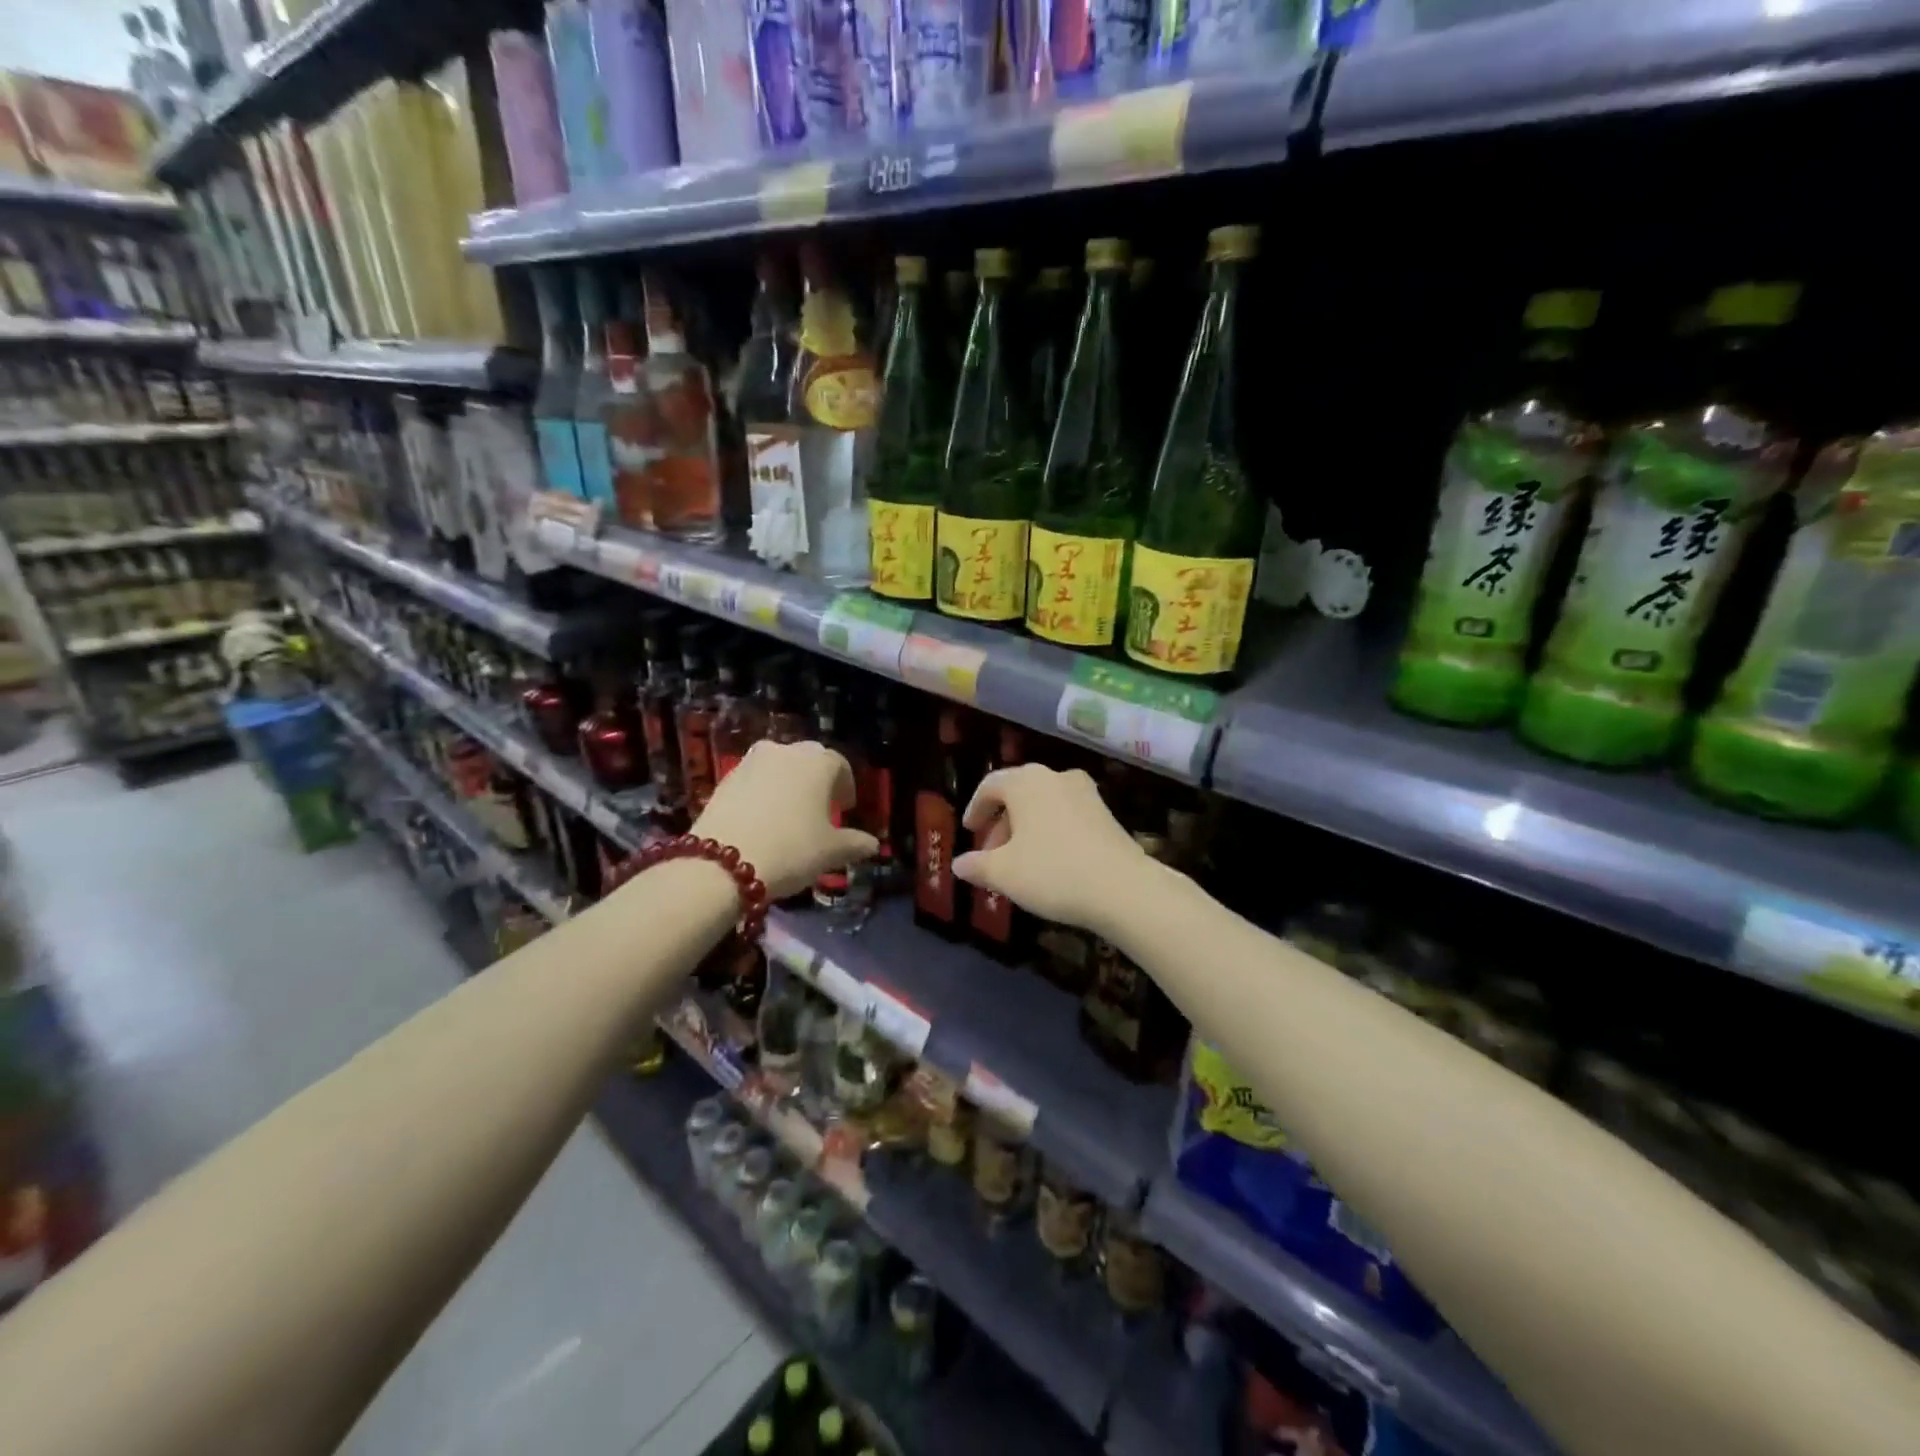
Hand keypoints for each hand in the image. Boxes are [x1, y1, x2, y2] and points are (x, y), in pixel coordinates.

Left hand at [690, 739, 877, 899]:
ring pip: (778, 766)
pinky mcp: (725, 779)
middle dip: (817, 780)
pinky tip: (762, 819)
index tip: (845, 809)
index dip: (846, 786)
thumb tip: (873, 844)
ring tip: (789, 813)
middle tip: (820, 808)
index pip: (839, 765)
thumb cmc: (791, 850)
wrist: (722, 864)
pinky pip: (754, 780)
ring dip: (788, 783)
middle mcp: (785, 752)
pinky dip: (762, 793)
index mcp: (817, 763)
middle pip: (808, 759)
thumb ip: (854, 843)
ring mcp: (751, 762)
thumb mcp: (830, 852)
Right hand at [952, 763, 1151, 935]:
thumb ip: (977, 865)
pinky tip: (1050, 862)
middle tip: (991, 854)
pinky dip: (1050, 831)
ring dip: (1026, 828)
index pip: (990, 785)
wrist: (1122, 887)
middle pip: (1018, 793)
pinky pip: (1066, 815)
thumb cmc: (1052, 872)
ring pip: (1044, 805)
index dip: (975, 808)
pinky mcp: (1106, 813)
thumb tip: (958, 864)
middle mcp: (1055, 777)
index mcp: (1026, 782)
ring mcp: (1085, 793)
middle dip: (1001, 823)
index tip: (969, 831)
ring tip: (1019, 862)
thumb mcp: (1004, 873)